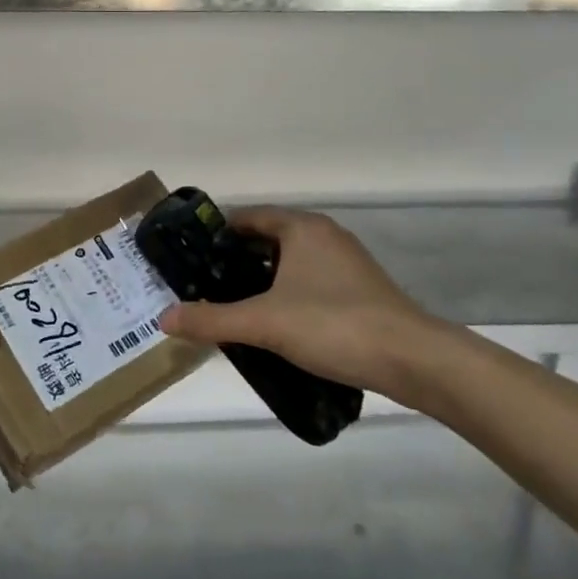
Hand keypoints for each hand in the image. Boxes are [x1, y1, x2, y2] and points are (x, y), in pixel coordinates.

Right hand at [158, 207, 460, 407]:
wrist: (414, 361)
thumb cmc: (334, 325)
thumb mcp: (264, 322)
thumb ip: (212, 319)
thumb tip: (164, 319)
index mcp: (302, 228)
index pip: (248, 217)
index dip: (216, 236)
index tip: (190, 260)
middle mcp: (324, 236)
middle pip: (267, 240)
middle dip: (235, 263)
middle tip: (204, 288)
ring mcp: (346, 263)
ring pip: (290, 264)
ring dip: (261, 282)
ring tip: (231, 309)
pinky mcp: (360, 291)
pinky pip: (309, 283)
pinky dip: (286, 296)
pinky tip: (274, 326)